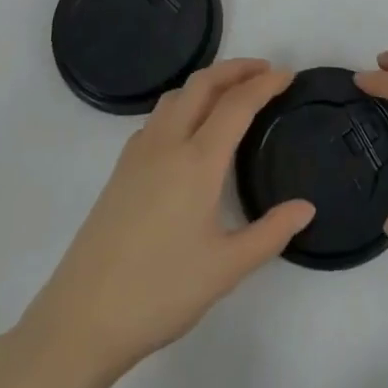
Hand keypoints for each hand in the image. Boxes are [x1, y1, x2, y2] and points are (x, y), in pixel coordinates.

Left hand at [19, 59, 314, 376]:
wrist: (82, 318)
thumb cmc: (160, 292)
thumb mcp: (226, 269)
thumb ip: (270, 233)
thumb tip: (306, 207)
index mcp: (197, 161)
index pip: (237, 104)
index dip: (265, 84)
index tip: (288, 76)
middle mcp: (167, 143)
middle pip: (203, 84)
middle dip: (236, 69)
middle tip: (264, 71)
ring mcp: (139, 153)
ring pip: (176, 95)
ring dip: (207, 82)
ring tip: (231, 94)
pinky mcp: (121, 169)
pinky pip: (158, 116)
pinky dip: (183, 104)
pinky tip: (189, 130)